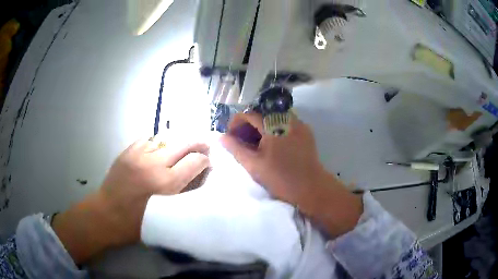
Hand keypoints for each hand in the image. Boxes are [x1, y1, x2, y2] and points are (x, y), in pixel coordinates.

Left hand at [53, 136, 209, 263]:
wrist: (107, 215)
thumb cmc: (139, 223)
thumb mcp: (168, 214)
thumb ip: (184, 193)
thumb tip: (198, 176)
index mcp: (167, 184)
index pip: (195, 161)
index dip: (204, 160)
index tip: (207, 163)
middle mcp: (154, 164)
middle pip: (183, 144)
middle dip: (197, 144)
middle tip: (204, 145)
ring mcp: (138, 155)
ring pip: (165, 139)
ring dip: (175, 144)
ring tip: (178, 150)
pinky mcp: (127, 152)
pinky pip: (147, 140)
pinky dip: (156, 144)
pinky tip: (156, 151)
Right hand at [220, 112, 323, 205]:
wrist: (311, 187)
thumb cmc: (280, 178)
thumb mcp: (253, 164)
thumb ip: (235, 148)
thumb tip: (221, 137)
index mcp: (273, 125)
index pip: (249, 114)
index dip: (236, 123)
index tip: (232, 137)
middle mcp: (287, 118)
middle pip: (262, 114)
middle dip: (249, 125)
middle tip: (243, 142)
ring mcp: (299, 124)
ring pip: (274, 118)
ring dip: (262, 127)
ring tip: (257, 144)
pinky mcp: (306, 131)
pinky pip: (285, 124)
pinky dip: (275, 129)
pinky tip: (273, 145)